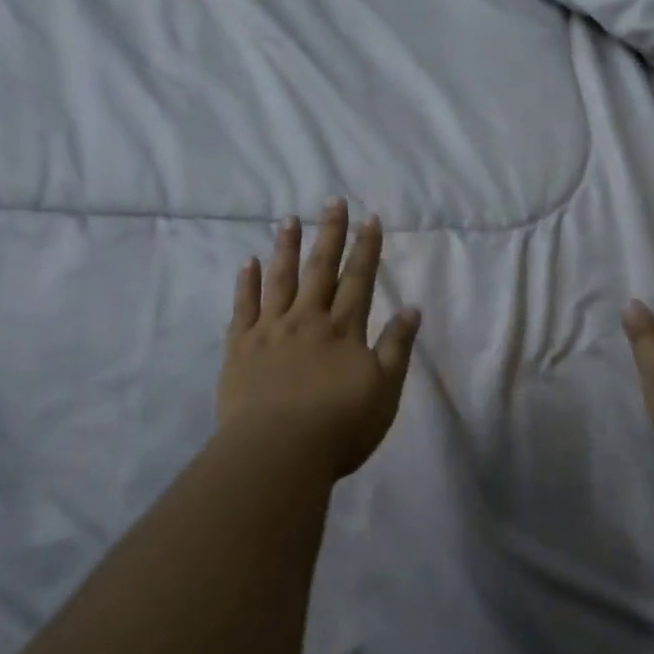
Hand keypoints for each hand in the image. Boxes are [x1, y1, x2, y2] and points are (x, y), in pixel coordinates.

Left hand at [218, 200, 421, 479]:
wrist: (278, 452)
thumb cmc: (339, 427)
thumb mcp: (384, 391)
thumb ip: (397, 347)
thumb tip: (412, 308)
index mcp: (343, 330)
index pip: (359, 279)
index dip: (367, 248)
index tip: (371, 218)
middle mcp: (308, 319)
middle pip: (321, 269)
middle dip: (330, 233)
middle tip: (333, 201)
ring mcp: (271, 330)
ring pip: (281, 279)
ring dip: (287, 247)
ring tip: (289, 219)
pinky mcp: (240, 346)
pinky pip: (244, 307)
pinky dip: (246, 283)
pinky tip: (248, 262)